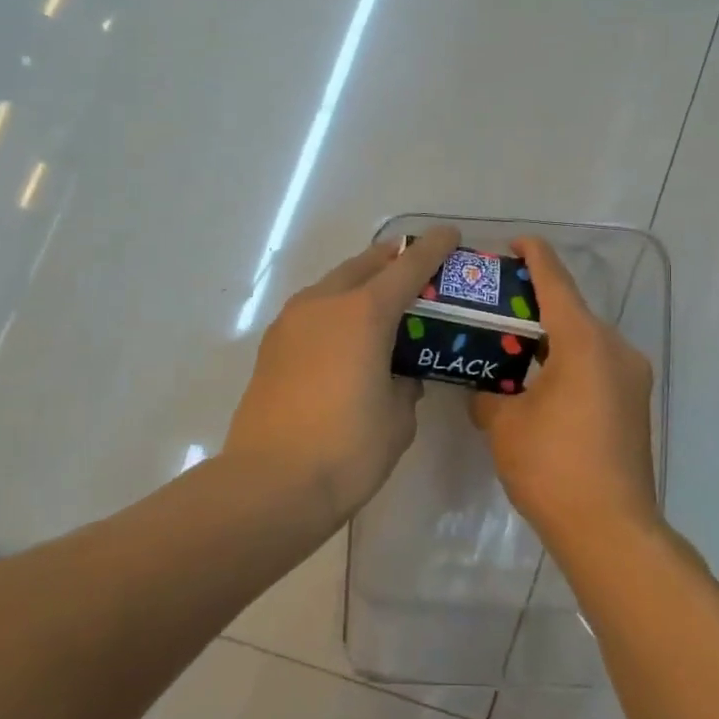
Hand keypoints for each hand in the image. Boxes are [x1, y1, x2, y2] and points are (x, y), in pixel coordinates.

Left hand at [225, 227, 460, 521]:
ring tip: (380, 301)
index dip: (432, 248)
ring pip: (333, 284)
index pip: (407, 267)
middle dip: (392, 259)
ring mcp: (292, 322)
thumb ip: (405, 384)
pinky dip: (335, 309)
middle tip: (415, 267)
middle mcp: (325, 303)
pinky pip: (312, 310)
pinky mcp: (271, 345)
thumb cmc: (347, 450)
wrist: (269, 484)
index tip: (449, 234)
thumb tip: (398, 376)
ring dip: (359, 282)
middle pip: (364, 264)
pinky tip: (344, 336)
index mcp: (364, 313)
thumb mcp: (398, 418)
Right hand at [469, 237, 658, 551]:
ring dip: (551, 335)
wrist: (611, 530)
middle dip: (535, 302)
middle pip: (571, 310)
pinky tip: (538, 378)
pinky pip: (596, 364)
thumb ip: (488, 394)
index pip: (555, 282)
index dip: (533, 257)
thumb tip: (484, 389)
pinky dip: (567, 360)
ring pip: (585, 339)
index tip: (513, 243)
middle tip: (495, 303)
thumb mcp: (504, 425)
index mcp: (584, 342)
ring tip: (511, 342)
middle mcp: (616, 349)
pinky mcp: (634, 403)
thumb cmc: (552, 467)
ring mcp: (631, 377)